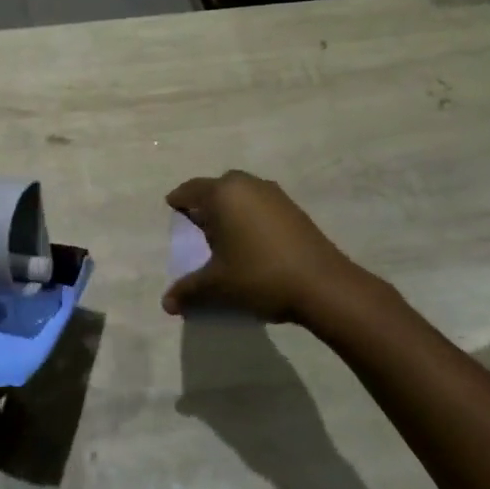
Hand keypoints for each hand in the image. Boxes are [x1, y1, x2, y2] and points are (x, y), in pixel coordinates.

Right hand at [163, 171, 371, 323]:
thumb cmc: (260, 275)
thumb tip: (166, 304)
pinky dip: (249, 216)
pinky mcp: (292, 208)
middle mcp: (246, 184)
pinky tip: (251, 241)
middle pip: (215, 188)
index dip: (178, 201)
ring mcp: (273, 193)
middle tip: (197, 227)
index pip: (190, 190)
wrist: (323, 285)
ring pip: (240, 194)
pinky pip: (259, 204)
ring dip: (229, 209)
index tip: (172, 210)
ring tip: (224, 236)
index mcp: (222, 194)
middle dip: (204, 204)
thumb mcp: (218, 286)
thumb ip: (189, 290)